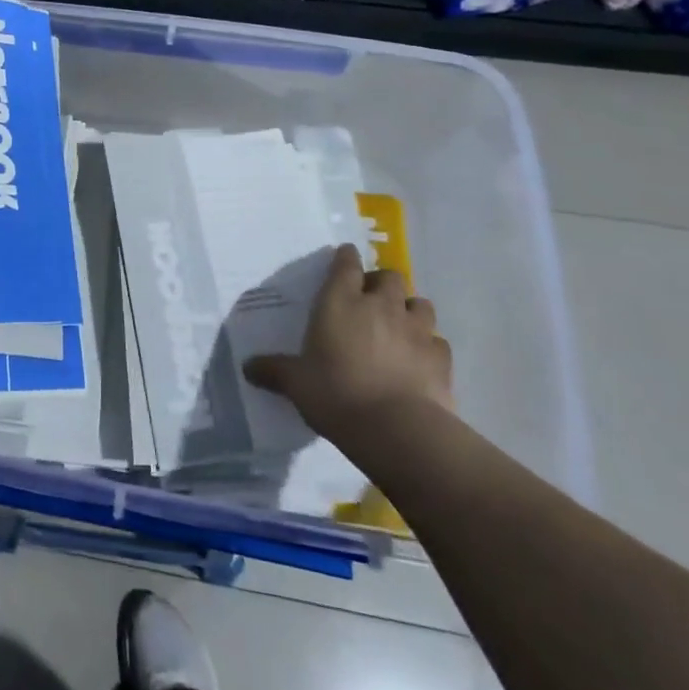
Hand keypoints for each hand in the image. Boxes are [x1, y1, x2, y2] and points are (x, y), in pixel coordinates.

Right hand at [242, 244, 452, 454]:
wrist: (398, 431)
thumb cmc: (337, 394)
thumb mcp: (296, 383)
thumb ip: (274, 370)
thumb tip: (247, 367)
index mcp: (341, 301)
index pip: (346, 264)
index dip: (346, 258)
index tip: (344, 259)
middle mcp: (381, 306)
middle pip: (390, 276)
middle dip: (382, 283)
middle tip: (371, 301)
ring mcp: (416, 330)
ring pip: (420, 303)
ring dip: (409, 310)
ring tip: (399, 327)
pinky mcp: (441, 358)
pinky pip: (437, 341)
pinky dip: (428, 346)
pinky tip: (419, 361)